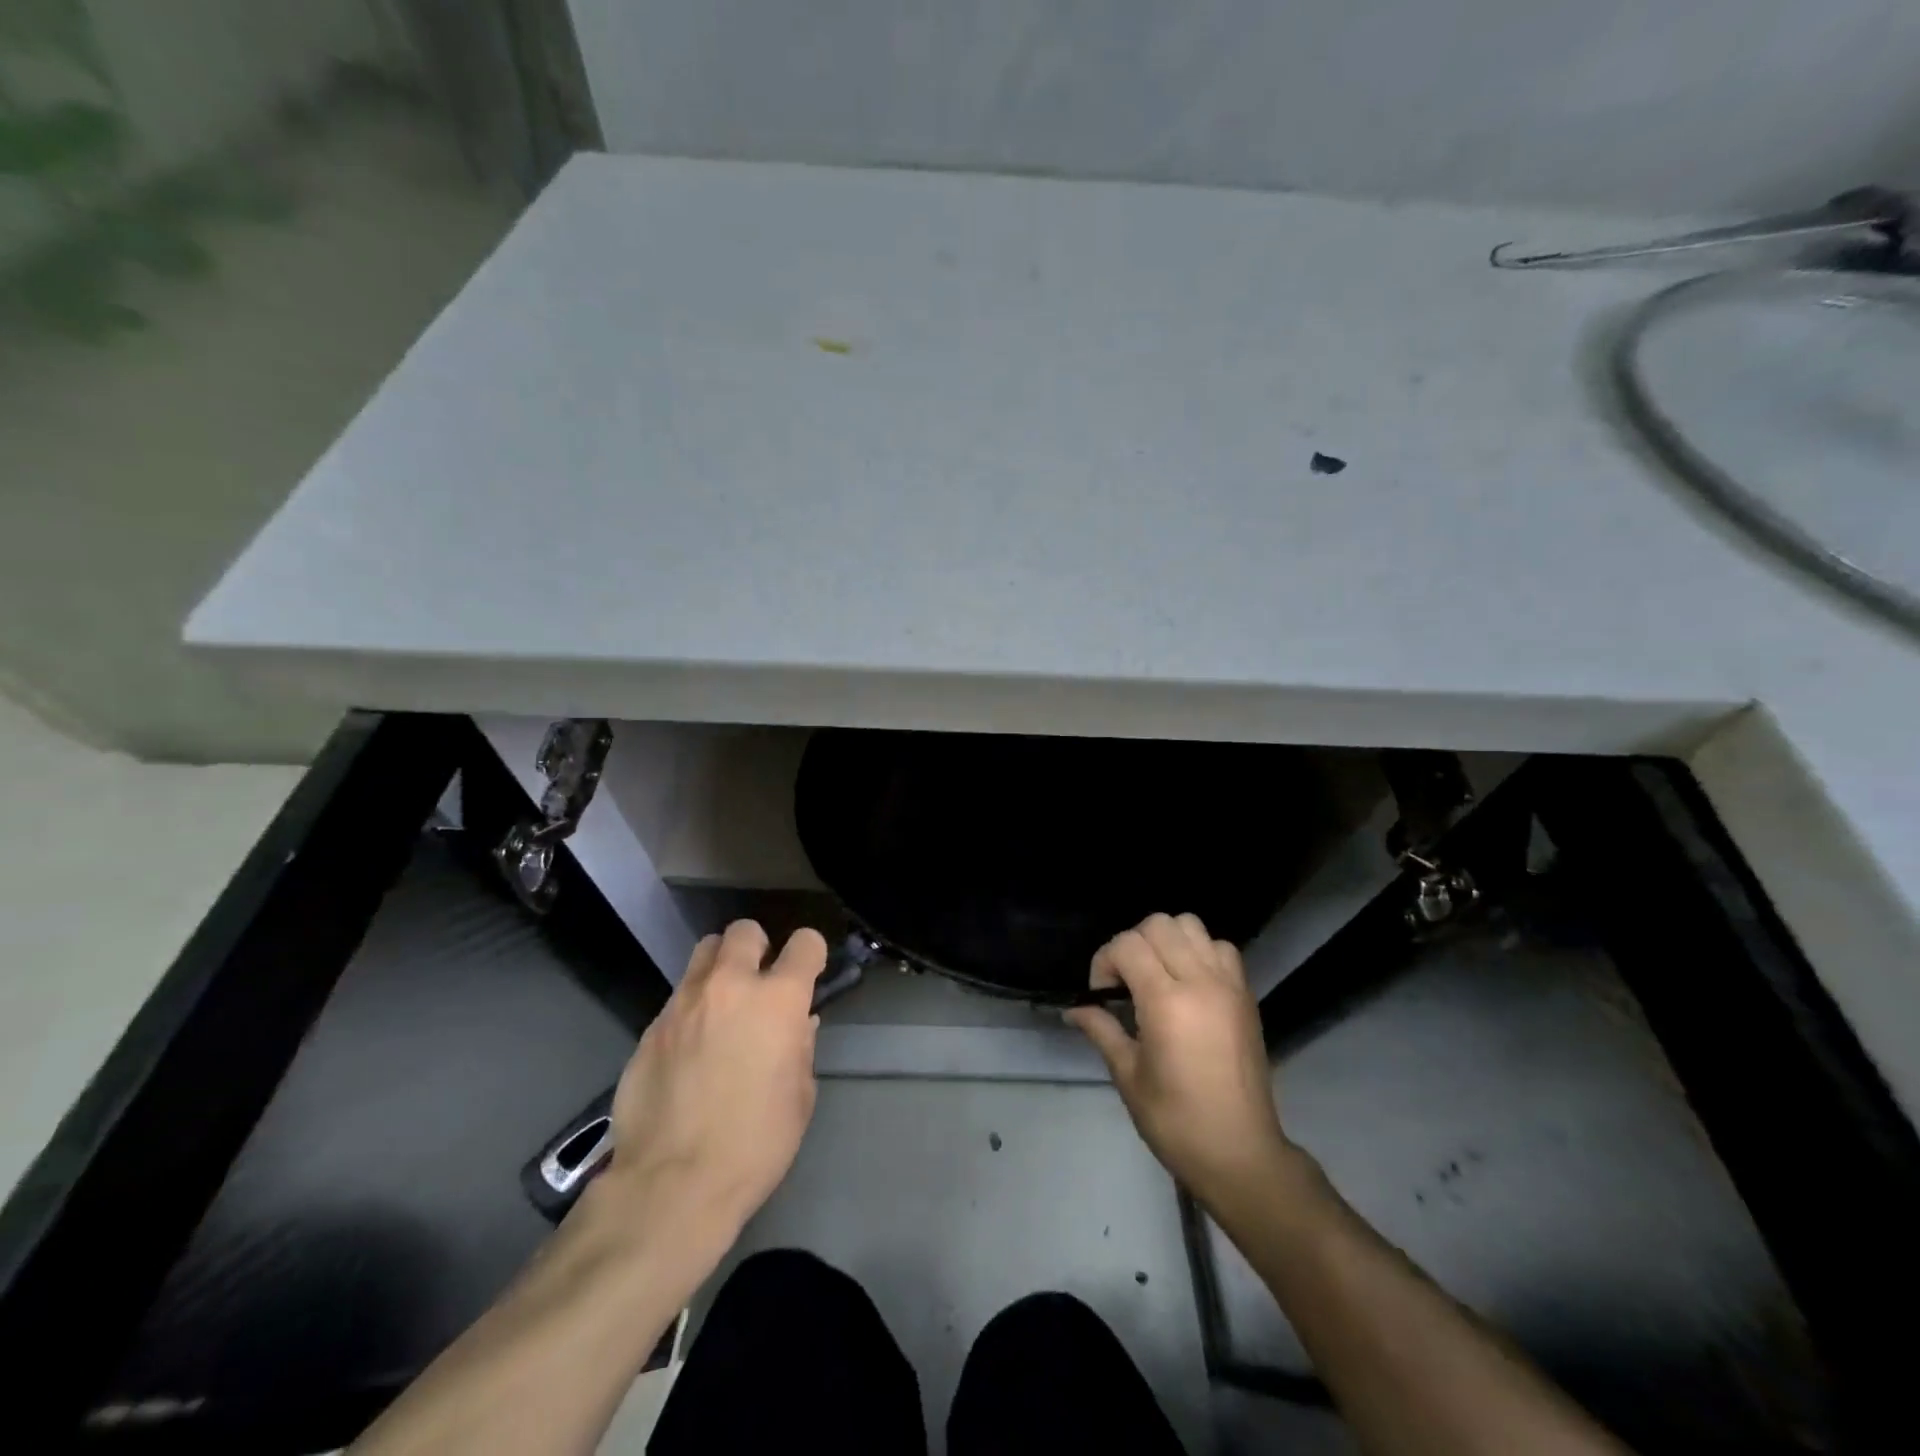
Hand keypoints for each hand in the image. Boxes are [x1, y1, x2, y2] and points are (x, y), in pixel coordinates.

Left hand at [599, 920, 827, 1248]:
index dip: (811, 954)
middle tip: (758, 981)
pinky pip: (677, 998)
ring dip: (719, 968)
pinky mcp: (650, 1028)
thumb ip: (800, 1048)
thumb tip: (797, 1024)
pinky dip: (691, 1009)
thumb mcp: (800, 1097)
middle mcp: (730, 986)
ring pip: (703, 954)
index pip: (805, 943)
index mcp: (777, 1000)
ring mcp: (683, 1003)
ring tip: (721, 1004)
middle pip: (743, 931)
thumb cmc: (755, 1143)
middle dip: (757, 947)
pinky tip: (690, 1048)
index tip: (809, 973)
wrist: (672, 1185)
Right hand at [1066, 913, 1296, 1208]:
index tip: (1102, 995)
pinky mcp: (1246, 994)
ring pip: (1191, 925)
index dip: (1105, 961)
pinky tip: (1189, 985)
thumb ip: (1101, 1029)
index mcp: (1166, 1002)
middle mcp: (1200, 981)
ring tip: (1157, 976)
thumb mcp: (1128, 1076)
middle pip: (1159, 924)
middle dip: (1132, 944)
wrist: (1240, 1153)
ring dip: (1167, 941)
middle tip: (1126, 982)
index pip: (1127, 945)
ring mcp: (1228, 984)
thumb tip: (1073, 1009)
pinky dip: (1200, 952)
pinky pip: (1220, 948)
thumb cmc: (1176, 1121)